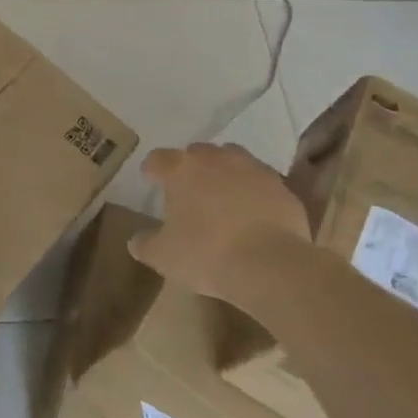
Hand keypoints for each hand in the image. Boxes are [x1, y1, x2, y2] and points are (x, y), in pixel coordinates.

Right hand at [131, 142, 309, 300]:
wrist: (271, 265)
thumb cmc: (206, 254)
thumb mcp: (163, 256)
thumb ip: (145, 243)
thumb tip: (136, 239)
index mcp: (181, 169)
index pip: (158, 158)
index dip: (152, 169)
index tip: (150, 179)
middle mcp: (215, 159)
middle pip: (197, 152)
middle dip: (190, 166)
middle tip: (188, 188)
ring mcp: (252, 169)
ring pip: (232, 158)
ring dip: (224, 170)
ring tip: (222, 193)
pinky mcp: (281, 187)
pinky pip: (260, 180)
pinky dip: (253, 189)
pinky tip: (252, 210)